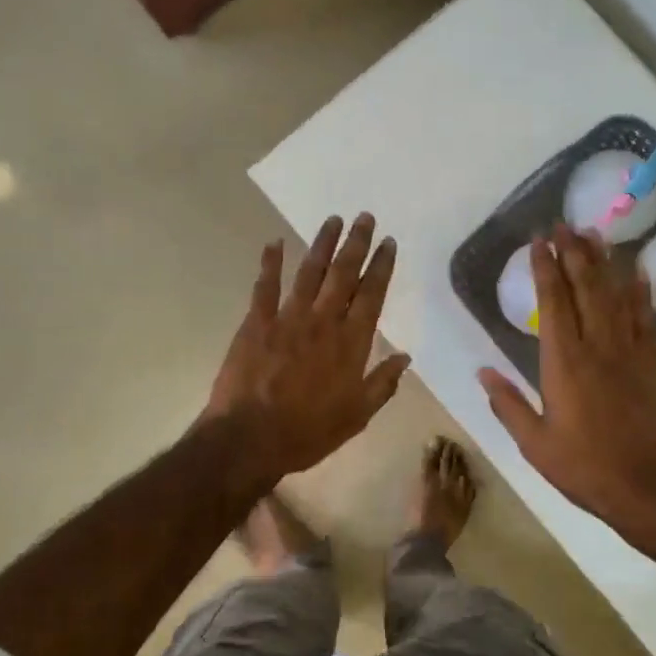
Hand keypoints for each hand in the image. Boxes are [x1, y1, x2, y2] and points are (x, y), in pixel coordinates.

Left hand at [204, 213, 410, 480]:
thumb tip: (405, 357)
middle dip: (356, 243)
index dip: (381, 266)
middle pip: (344, 274)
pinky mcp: (257, 323)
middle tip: (365, 217)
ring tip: (333, 220)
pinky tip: (274, 242)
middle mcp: (323, 321)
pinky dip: (269, 263)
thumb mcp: (357, 416)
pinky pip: (265, 286)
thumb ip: (383, 384)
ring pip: (309, 272)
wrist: (251, 438)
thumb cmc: (308, 432)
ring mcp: (288, 318)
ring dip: (322, 244)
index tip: (388, 243)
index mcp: (351, 343)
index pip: (371, 295)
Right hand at [478, 224, 655, 536]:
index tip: (538, 242)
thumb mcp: (534, 444)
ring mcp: (629, 355)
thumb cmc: (584, 468)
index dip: (544, 269)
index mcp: (564, 363)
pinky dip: (640, 295)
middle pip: (586, 289)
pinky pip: (645, 321)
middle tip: (564, 224)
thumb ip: (507, 404)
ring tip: (594, 234)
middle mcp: (598, 348)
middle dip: (573, 254)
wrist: (649, 490)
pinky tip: (638, 274)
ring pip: (615, 297)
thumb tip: (481, 370)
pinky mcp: (651, 367)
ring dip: (604, 264)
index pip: (553, 303)